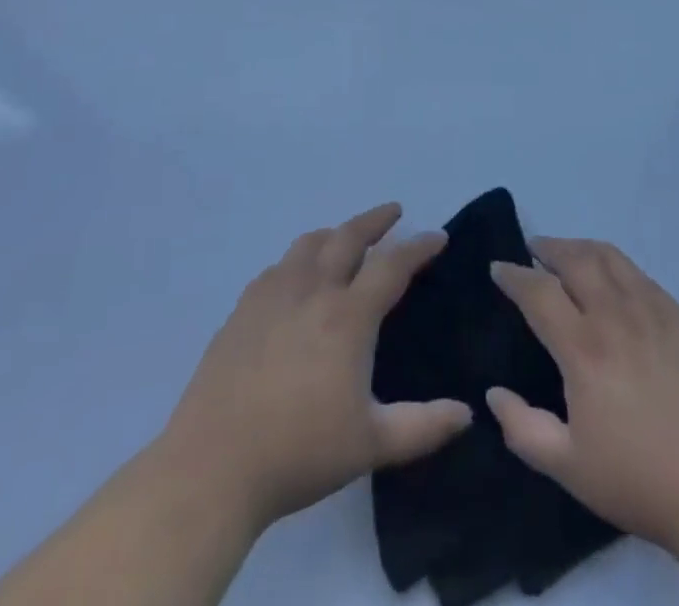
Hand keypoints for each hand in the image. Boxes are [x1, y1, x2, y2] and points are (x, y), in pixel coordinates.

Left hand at [155, 203, 472, 537]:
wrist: (213, 466)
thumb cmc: (299, 453)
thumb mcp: (371, 444)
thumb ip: (423, 427)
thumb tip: (466, 413)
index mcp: (348, 316)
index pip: (392, 265)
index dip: (419, 247)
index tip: (437, 236)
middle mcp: (312, 291)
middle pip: (348, 237)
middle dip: (376, 220)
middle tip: (394, 212)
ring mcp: (272, 296)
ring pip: (309, 244)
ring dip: (335, 233)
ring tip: (345, 237)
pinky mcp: (242, 311)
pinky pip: (277, 268)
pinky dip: (298, 260)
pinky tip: (295, 277)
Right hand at [487, 239, 678, 569]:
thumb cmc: (641, 481)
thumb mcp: (570, 468)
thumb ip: (524, 428)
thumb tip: (493, 392)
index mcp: (584, 348)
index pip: (539, 291)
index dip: (514, 275)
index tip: (498, 268)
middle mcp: (616, 315)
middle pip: (576, 259)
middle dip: (549, 248)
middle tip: (533, 250)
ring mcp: (653, 311)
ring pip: (610, 257)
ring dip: (582, 247)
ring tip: (568, 253)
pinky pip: (640, 274)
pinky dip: (615, 264)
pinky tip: (613, 278)